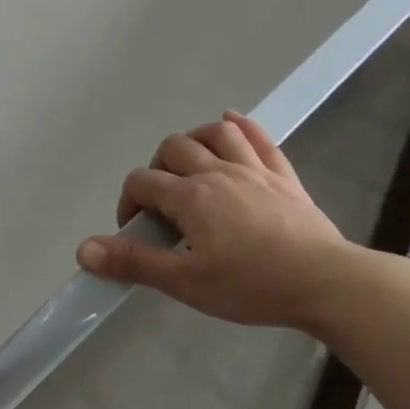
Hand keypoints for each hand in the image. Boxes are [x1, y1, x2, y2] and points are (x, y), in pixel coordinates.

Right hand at [76, 112, 359, 329]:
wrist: (326, 282)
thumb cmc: (252, 285)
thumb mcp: (186, 282)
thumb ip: (135, 263)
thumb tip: (83, 249)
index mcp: (191, 197)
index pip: (142, 182)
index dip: (128, 203)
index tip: (136, 232)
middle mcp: (218, 172)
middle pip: (174, 148)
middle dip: (157, 169)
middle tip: (163, 205)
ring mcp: (254, 170)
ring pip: (216, 132)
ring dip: (195, 140)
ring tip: (190, 164)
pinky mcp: (284, 177)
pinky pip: (260, 138)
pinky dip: (241, 126)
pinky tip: (230, 123)